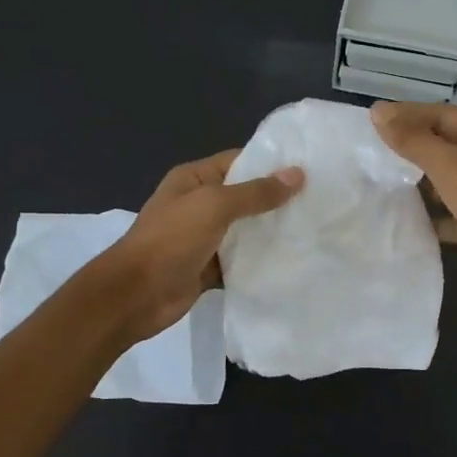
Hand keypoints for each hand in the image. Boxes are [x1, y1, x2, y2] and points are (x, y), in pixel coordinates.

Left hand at [99, 150, 303, 343]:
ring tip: (313, 231)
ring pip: (245, 231)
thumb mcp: (214, 206)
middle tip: (320, 203)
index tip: (310, 171)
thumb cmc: (171, 240)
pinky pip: (240, 261)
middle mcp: (199, 205)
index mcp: (194, 179)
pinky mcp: (209, 268)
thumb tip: (297, 174)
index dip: (272, 164)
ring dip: (271, 233)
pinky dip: (260, 263)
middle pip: (245, 197)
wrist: (136, 294)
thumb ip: (256, 192)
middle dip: (277, 201)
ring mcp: (204, 238)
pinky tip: (291, 263)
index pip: (239, 161)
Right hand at [371, 101, 456, 306]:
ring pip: (448, 179)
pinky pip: (451, 213)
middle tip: (372, 152)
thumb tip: (379, 112)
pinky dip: (431, 214)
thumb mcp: (449, 165)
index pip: (443, 114)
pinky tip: (406, 219)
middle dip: (411, 147)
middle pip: (445, 144)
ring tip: (382, 182)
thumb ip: (413, 140)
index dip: (408, 114)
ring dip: (419, 181)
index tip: (371, 121)